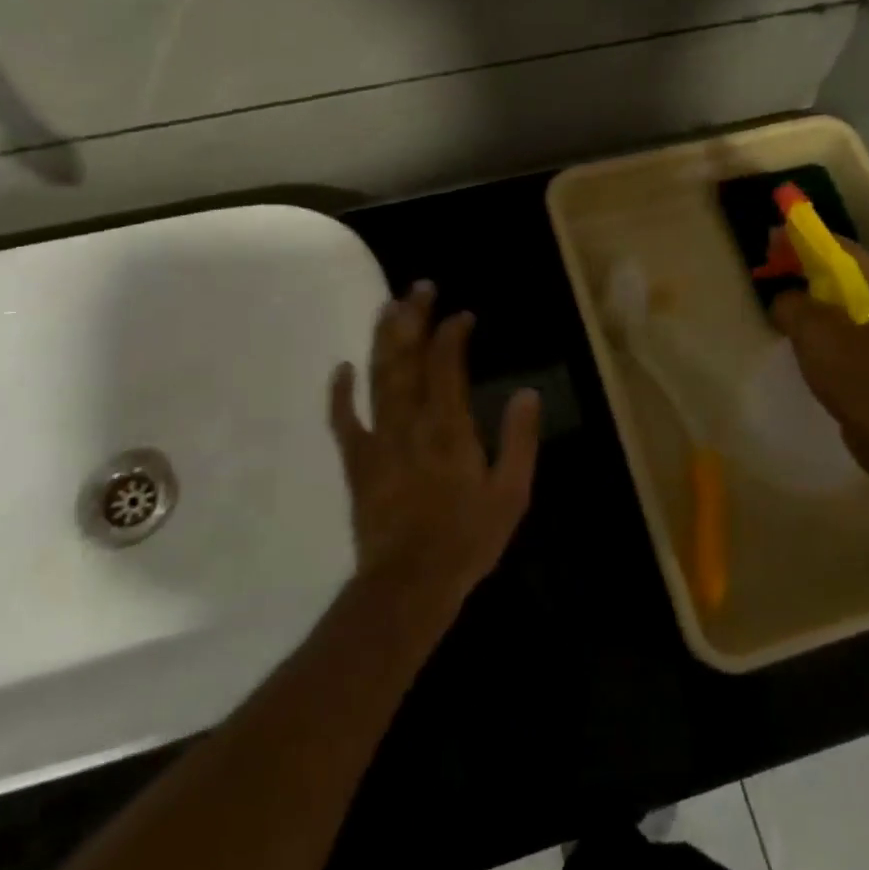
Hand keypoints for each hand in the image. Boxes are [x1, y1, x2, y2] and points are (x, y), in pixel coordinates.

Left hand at [329, 281, 541, 606]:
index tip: (462, 315)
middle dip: (413, 318)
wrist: (410, 582)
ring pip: (377, 377)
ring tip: (388, 307)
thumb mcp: (511, 493)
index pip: (447, 363)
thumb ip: (520, 440)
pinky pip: (344, 420)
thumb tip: (528, 393)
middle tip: (419, 287)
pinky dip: (340, 392)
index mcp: (449, 426)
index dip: (452, 333)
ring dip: (382, 339)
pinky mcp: (358, 461)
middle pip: (407, 358)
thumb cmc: (467, 538)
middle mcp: (410, 421)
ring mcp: (378, 439)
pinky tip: (341, 368)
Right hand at [768, 237, 868, 492]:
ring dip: (806, 290)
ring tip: (774, 293)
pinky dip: (815, 317)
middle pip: (838, 267)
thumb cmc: (859, 376)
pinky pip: (838, 322)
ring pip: (837, 296)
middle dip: (801, 262)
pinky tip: (794, 330)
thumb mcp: (815, 333)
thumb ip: (791, 304)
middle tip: (766, 264)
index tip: (770, 235)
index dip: (802, 236)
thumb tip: (782, 298)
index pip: (837, 244)